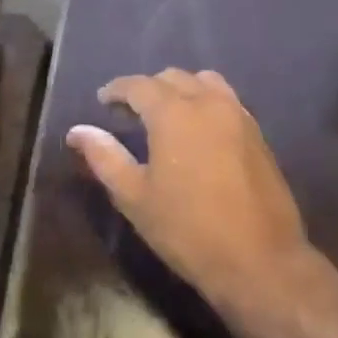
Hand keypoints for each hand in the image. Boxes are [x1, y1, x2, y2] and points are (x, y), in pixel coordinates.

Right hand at [66, 69, 309, 311]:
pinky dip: (206, 101)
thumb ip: (105, 157)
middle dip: (148, 88)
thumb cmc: (187, 229)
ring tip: (167, 114)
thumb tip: (78, 131)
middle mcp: (207, 102)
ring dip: (181, 89)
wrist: (259, 259)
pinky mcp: (257, 132)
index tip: (103, 99)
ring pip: (204, 82)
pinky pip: (226, 99)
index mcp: (174, 112)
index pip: (139, 85)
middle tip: (130, 111)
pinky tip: (199, 129)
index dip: (117, 89)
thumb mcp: (135, 197)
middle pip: (173, 77)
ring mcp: (237, 114)